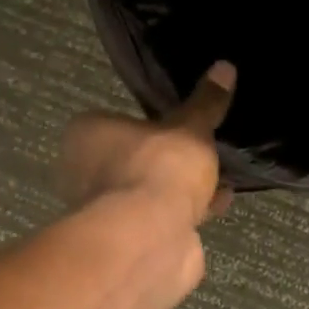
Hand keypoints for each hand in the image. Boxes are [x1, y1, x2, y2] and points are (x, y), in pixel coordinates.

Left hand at [60, 62, 236, 226]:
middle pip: (132, 158)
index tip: (179, 126)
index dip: (148, 124)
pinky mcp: (125, 241)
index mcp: (85, 135)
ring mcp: (103, 211)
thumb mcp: (190, 128)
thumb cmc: (158, 168)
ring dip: (178, 187)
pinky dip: (185, 211)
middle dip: (166, 159)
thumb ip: (206, 103)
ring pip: (147, 190)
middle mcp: (84, 172)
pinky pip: (160, 217)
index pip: (114, 121)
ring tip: (218, 177)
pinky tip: (218, 203)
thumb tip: (224, 67)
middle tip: (200, 152)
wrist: (149, 240)